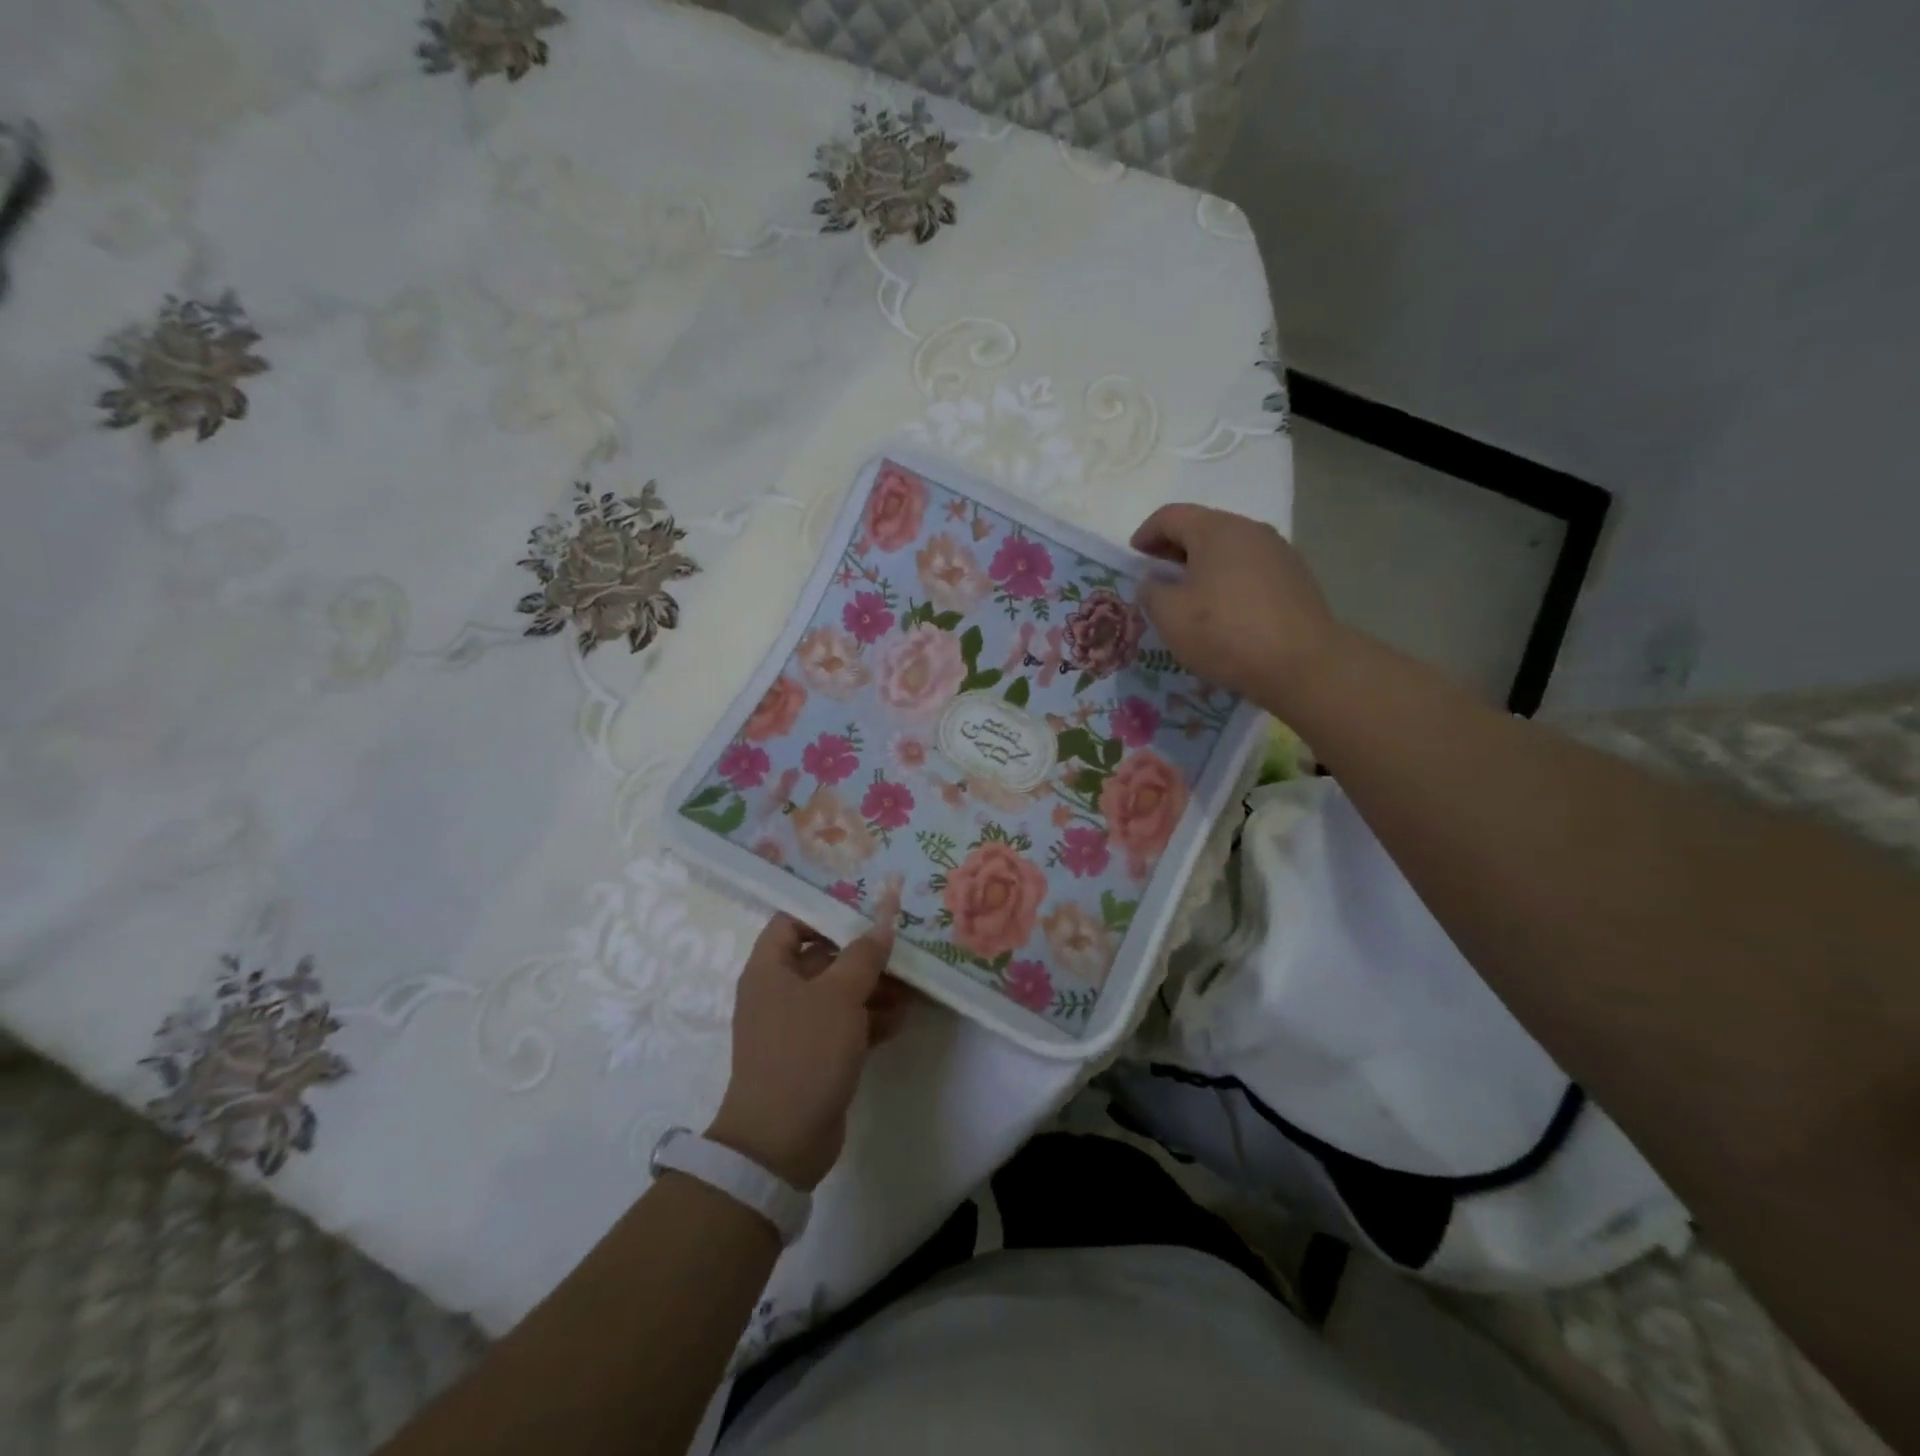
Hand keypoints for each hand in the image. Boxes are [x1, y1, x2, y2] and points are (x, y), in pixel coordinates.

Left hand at [706, 903, 911, 1190]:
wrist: (781, 1142)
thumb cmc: (805, 1051)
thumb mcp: (840, 995)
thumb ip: (864, 954)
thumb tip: (884, 919)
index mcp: (770, 968)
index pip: (793, 920)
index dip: (828, 909)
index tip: (868, 909)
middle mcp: (779, 991)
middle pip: (823, 956)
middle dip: (864, 953)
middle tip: (903, 948)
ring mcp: (796, 1026)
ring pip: (839, 992)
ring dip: (874, 988)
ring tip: (913, 987)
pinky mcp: (814, 1055)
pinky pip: (845, 1024)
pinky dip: (870, 1019)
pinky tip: (903, 1019)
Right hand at [1131, 504, 1337, 710]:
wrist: (1302, 664)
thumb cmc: (1226, 634)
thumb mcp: (1170, 617)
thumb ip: (1151, 592)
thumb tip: (1153, 581)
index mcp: (1216, 530)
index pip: (1171, 516)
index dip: (1146, 534)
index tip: (1133, 557)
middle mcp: (1250, 530)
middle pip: (1203, 527)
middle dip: (1174, 548)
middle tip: (1157, 576)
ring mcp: (1278, 552)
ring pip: (1229, 548)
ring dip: (1203, 565)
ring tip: (1189, 595)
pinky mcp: (1295, 577)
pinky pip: (1250, 568)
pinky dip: (1228, 579)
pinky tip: (1223, 609)